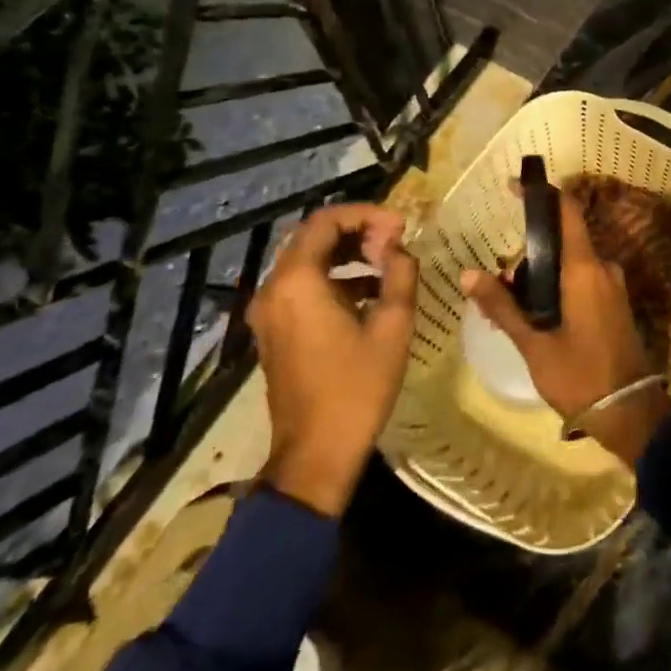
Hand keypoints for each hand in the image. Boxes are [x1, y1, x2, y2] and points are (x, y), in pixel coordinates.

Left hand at [249, 203, 415, 515]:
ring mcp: (269, 312)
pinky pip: (302, 286)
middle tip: (396, 242)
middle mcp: (274, 289)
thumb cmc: (356, 389)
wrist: (315, 455)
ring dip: (347, 254)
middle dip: (358, 231)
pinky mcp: (274, 331)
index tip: (401, 227)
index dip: (367, 215)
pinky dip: (335, 278)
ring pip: (308, 261)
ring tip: (388, 264)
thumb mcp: (392, 326)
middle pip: (313, 237)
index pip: (326, 221)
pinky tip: (370, 293)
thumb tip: (399, 248)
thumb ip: (399, 274)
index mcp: (297, 282)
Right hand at [461, 185, 670, 464]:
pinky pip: (582, 280)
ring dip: (541, 276)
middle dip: (529, 254)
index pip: (566, 211)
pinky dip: (556, 288)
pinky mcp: (614, 303)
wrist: (630, 412)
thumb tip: (467, 274)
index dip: (542, 194)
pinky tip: (535, 318)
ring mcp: (612, 285)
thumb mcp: (534, 343)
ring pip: (570, 264)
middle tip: (499, 285)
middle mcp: (602, 267)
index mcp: (584, 268)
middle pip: (561, 241)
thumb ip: (501, 306)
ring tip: (511, 310)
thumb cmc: (579, 375)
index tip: (514, 187)